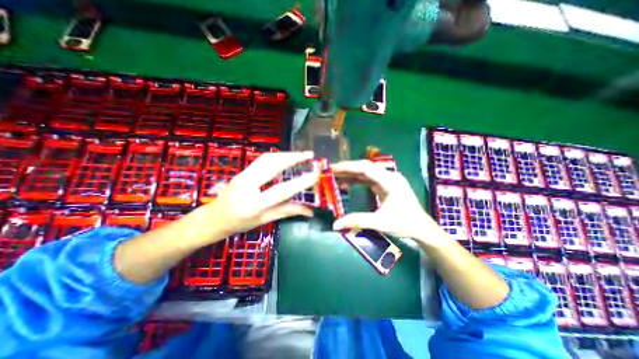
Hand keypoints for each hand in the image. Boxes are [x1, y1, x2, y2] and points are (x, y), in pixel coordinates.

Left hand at [189, 151, 318, 240]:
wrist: (213, 218)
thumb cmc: (239, 223)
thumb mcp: (264, 220)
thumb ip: (287, 211)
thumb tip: (310, 211)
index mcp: (253, 204)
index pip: (281, 190)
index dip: (300, 182)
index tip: (315, 174)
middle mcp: (247, 185)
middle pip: (272, 165)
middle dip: (293, 158)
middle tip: (309, 155)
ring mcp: (243, 175)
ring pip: (267, 158)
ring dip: (286, 154)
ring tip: (301, 155)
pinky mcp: (243, 170)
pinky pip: (262, 159)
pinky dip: (277, 156)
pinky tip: (286, 156)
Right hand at [332, 162, 450, 247]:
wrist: (422, 228)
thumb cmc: (404, 223)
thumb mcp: (380, 222)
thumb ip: (357, 221)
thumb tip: (335, 224)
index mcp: (390, 181)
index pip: (366, 168)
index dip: (348, 166)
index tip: (333, 168)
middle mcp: (389, 176)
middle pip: (365, 168)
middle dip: (347, 169)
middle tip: (330, 172)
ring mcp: (387, 180)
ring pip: (366, 173)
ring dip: (350, 175)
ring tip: (335, 177)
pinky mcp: (385, 185)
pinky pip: (368, 180)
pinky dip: (356, 181)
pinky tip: (346, 184)